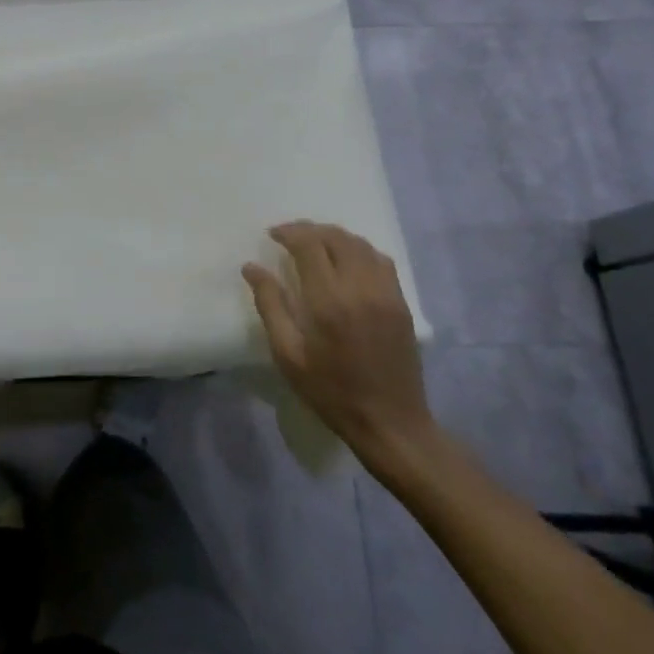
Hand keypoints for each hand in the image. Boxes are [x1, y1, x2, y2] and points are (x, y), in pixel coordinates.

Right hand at [244, 221, 434, 472]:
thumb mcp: (287, 354)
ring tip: (316, 244)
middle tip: (290, 237)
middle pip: (336, 238)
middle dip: (310, 230)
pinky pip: (381, 260)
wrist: (390, 423)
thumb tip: (251, 267)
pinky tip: (347, 260)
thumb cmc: (330, 391)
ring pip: (360, 244)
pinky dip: (360, 250)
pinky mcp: (401, 303)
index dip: (289, 232)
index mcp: (328, 300)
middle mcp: (360, 288)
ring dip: (335, 236)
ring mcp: (386, 293)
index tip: (272, 235)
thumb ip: (270, 305)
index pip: (309, 245)